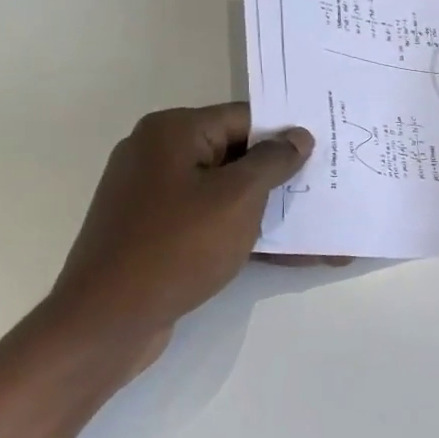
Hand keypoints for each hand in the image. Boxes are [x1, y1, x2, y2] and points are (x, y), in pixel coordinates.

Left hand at [46, 104, 313, 361]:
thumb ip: (273, 161)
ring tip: (321, 226)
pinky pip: (214, 223)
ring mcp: (157, 197)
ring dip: (273, 210)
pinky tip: (293, 255)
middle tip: (330, 186)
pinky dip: (249, 234)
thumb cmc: (177, 246)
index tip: (327, 151)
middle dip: (285, 176)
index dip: (287, 134)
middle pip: (237, 155)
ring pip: (229, 193)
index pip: (244, 118)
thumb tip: (297, 137)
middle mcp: (160, 155)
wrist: (108, 319)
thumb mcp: (237, 197)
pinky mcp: (159, 234)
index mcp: (173, 133)